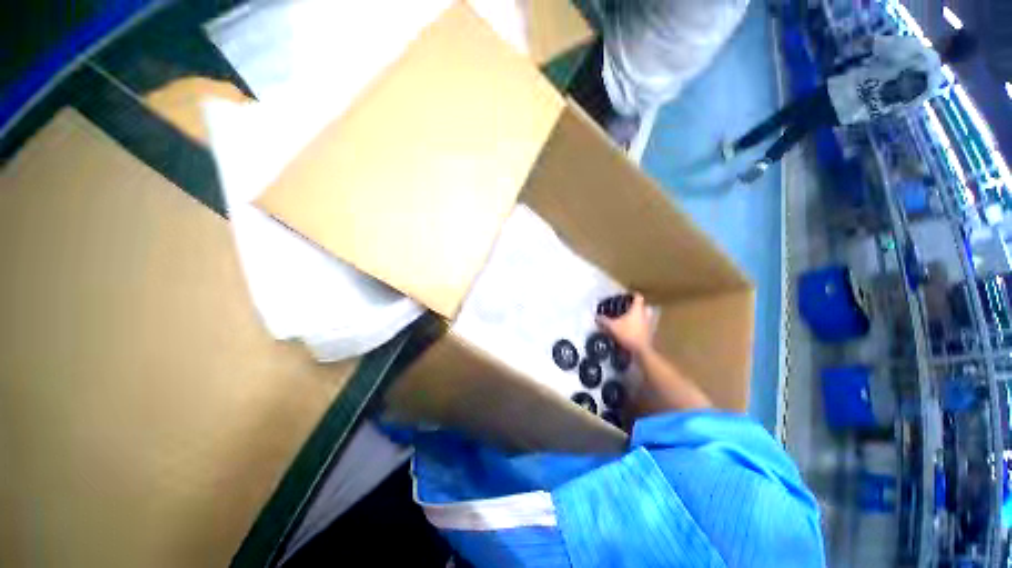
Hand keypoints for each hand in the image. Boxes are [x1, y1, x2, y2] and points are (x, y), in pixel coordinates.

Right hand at [596, 293, 650, 355]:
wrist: (641, 350)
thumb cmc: (628, 334)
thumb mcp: (612, 327)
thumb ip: (604, 320)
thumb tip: (596, 316)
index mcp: (637, 309)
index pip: (638, 297)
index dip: (633, 295)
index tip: (627, 295)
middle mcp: (645, 314)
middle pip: (645, 306)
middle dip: (639, 306)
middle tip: (630, 308)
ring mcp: (650, 324)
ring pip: (647, 316)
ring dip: (641, 316)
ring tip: (632, 319)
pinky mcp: (650, 333)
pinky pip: (646, 326)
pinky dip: (642, 326)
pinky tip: (634, 329)